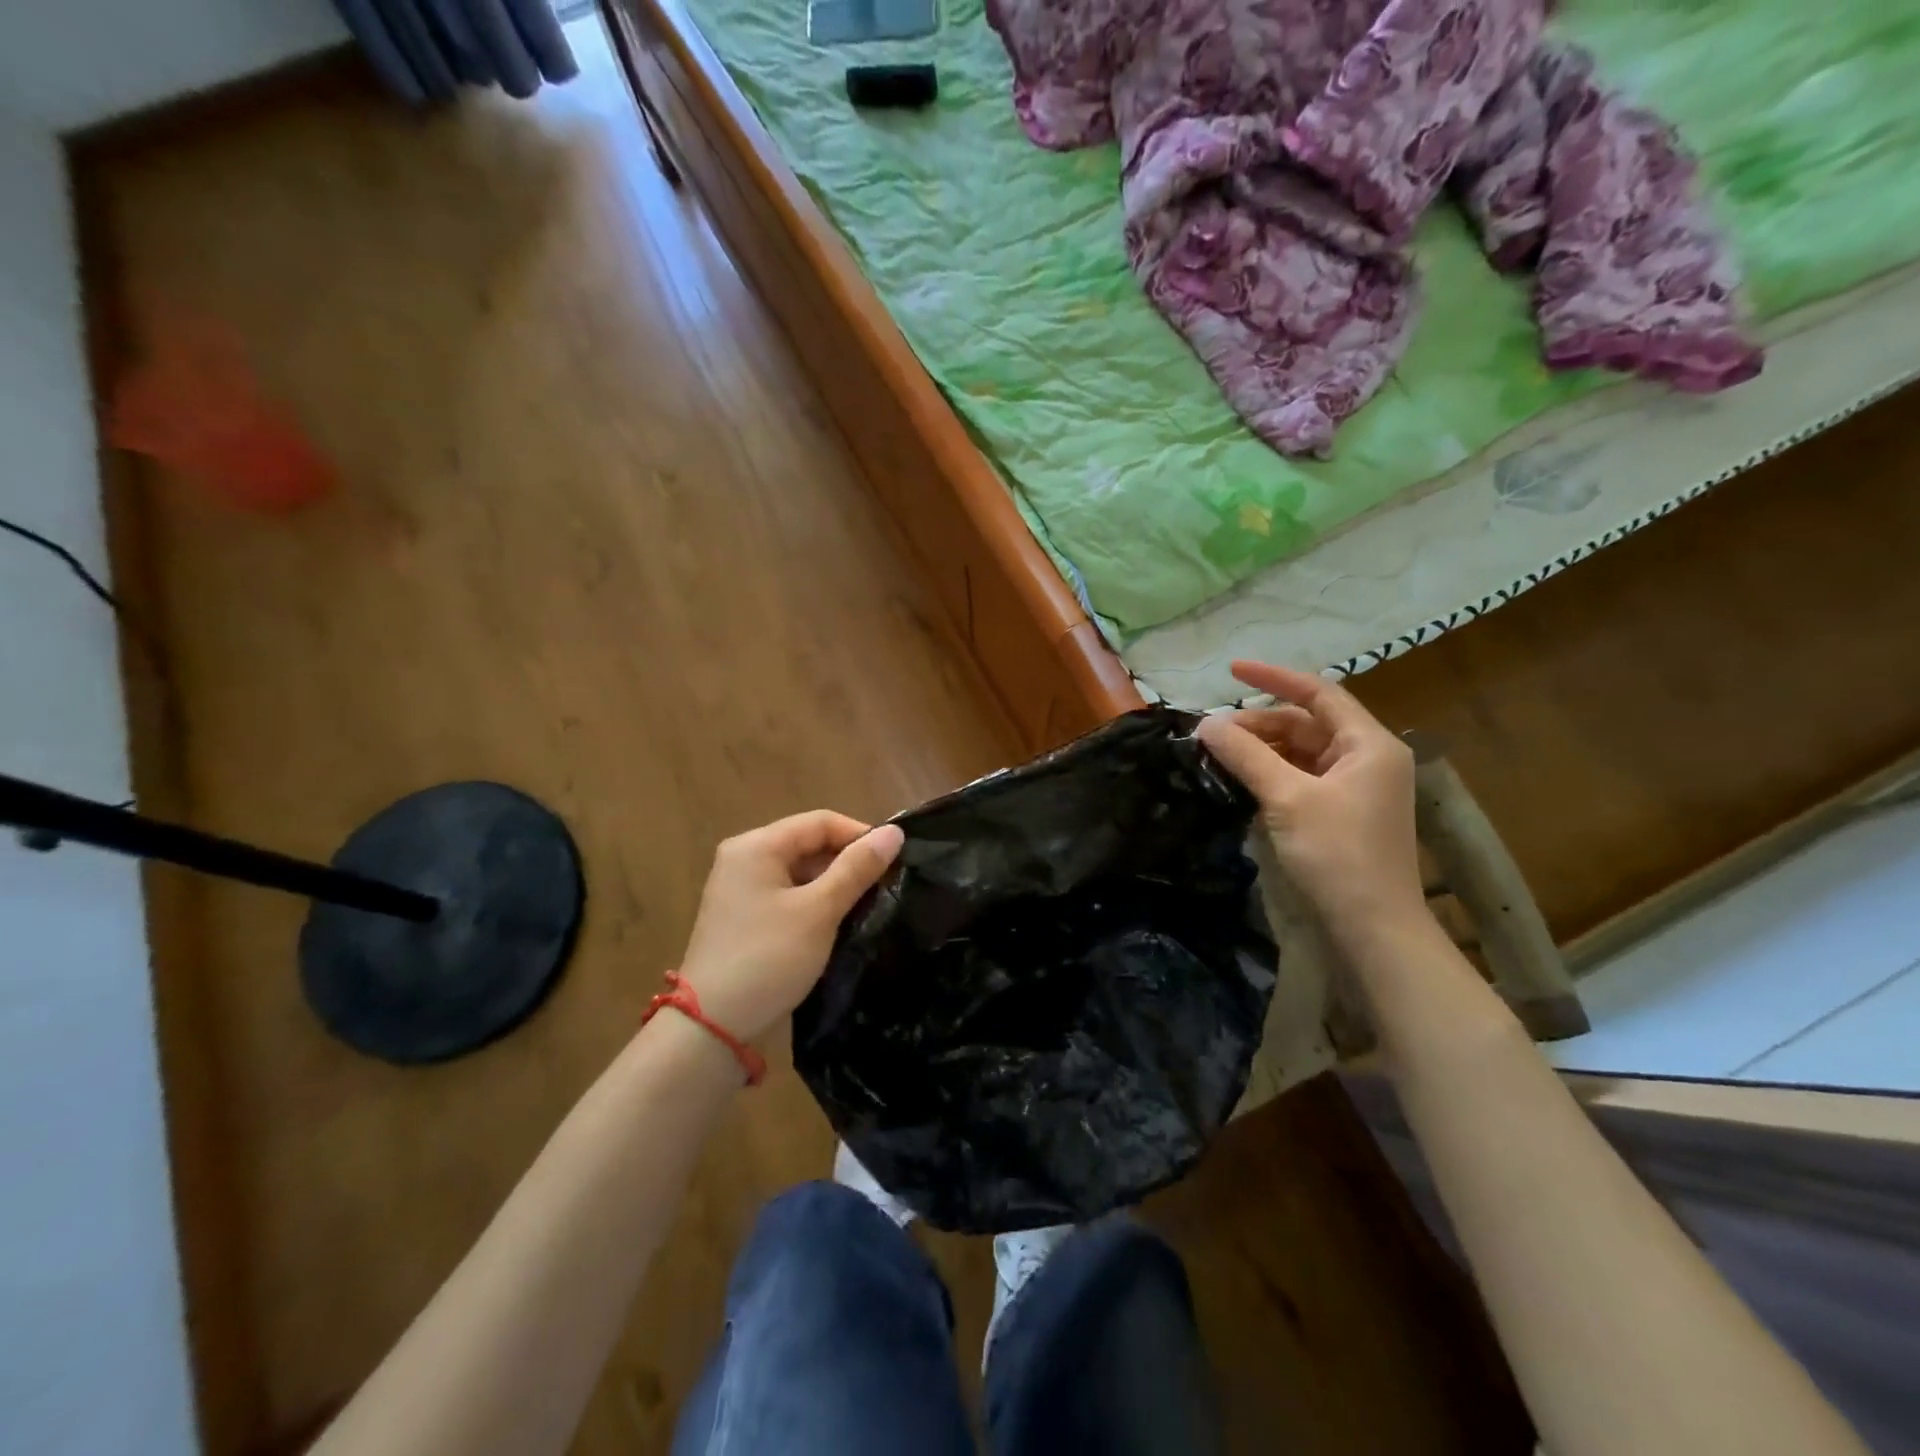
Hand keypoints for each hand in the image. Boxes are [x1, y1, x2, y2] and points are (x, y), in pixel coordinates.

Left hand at [676, 811, 904, 1042]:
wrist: (711, 1027)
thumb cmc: (768, 958)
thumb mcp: (819, 911)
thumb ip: (857, 868)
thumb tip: (894, 832)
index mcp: (756, 846)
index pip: (820, 822)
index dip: (860, 835)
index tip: (895, 861)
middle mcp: (744, 858)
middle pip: (808, 843)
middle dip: (848, 861)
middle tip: (885, 886)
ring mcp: (740, 889)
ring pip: (799, 871)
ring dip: (833, 884)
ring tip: (868, 905)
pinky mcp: (743, 917)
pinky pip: (787, 895)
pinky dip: (814, 903)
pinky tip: (838, 923)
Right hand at [1197, 659, 1426, 945]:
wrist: (1373, 927)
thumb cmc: (1337, 854)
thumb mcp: (1287, 798)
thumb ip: (1246, 755)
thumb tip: (1205, 724)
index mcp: (1369, 744)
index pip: (1319, 693)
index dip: (1273, 678)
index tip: (1230, 671)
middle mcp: (1367, 758)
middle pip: (1307, 724)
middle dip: (1259, 724)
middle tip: (1212, 733)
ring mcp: (1356, 787)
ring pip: (1302, 752)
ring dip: (1262, 750)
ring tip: (1219, 754)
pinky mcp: (1342, 813)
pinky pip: (1302, 778)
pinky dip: (1272, 773)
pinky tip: (1241, 780)